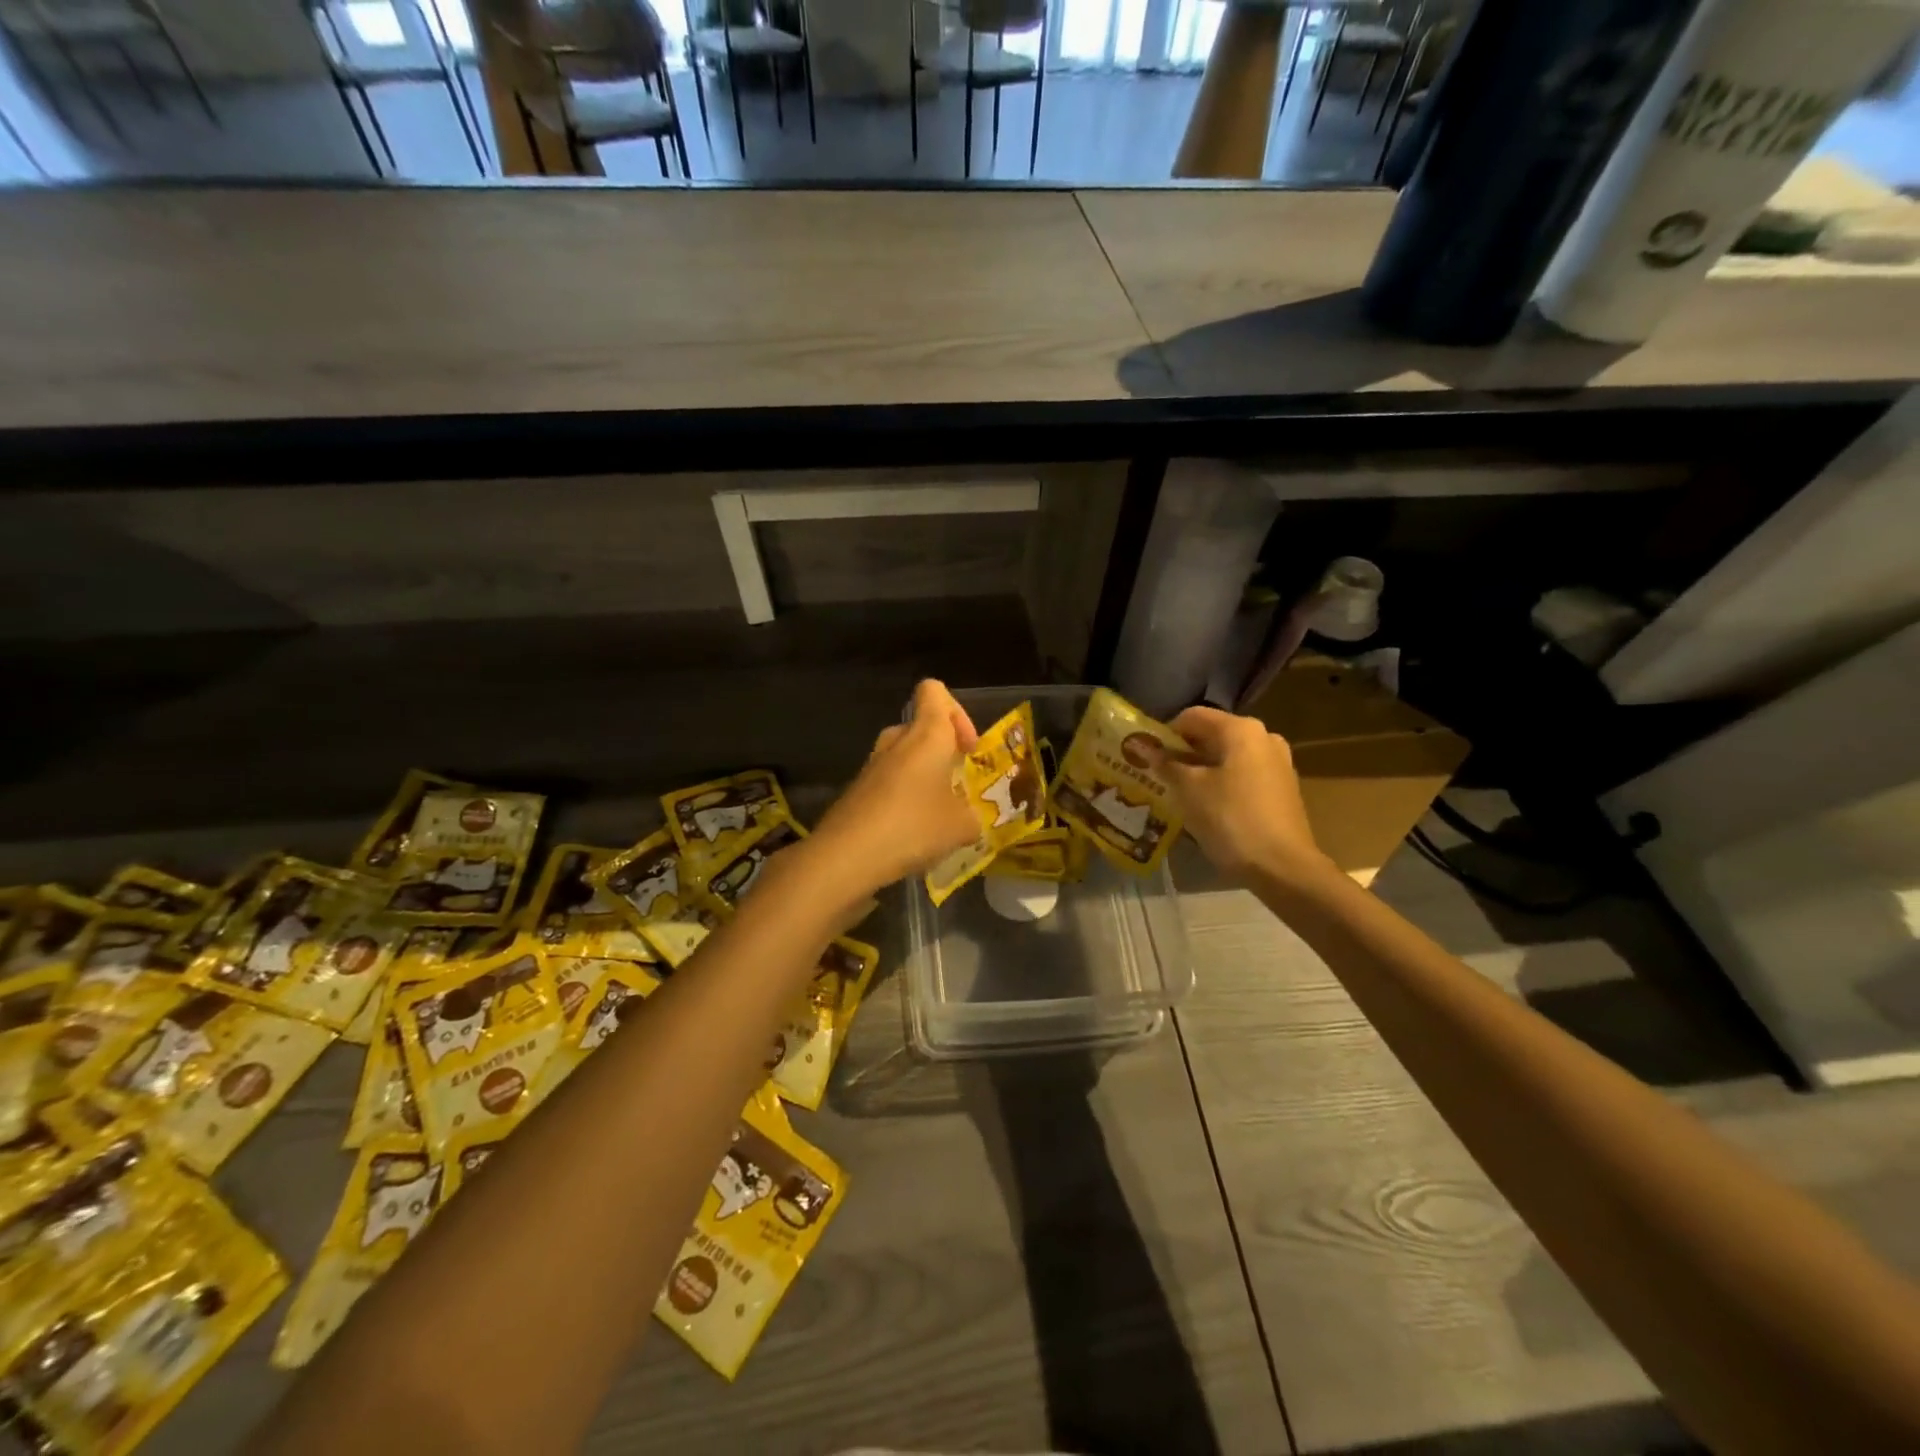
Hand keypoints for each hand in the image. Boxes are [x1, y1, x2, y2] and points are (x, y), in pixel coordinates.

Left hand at [806, 679, 980, 897]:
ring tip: (938, 815)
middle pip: (921, 726)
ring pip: (904, 757)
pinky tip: (912, 833)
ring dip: (924, 778)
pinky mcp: (857, 791)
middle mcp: (896, 741)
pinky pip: (889, 783)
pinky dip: (904, 798)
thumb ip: (973, 816)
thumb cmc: (913, 826)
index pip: (934, 691)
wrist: (845, 855)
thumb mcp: (961, 826)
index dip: (957, 711)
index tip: (968, 748)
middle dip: (943, 751)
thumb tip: (970, 820)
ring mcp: (872, 766)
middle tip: (958, 784)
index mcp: (926, 735)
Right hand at [1158, 706, 1334, 889]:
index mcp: (1241, 729)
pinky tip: (1208, 807)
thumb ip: (1165, 763)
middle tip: (1159, 776)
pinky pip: (1243, 775)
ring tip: (1180, 794)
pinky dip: (1222, 783)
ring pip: (1228, 756)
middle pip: (1212, 735)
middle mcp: (1264, 736)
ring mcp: (1278, 762)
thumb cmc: (1230, 819)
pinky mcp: (1283, 787)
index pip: (1192, 717)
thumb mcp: (1188, 790)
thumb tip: (1143, 746)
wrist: (1282, 867)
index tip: (1147, 757)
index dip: (1164, 734)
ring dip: (1202, 769)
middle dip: (1183, 753)